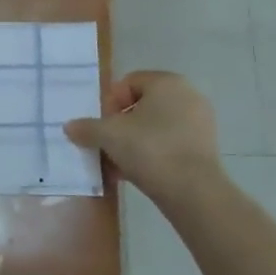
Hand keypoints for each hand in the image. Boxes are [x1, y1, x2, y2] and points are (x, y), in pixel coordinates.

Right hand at [64, 71, 223, 202]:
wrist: (193, 192)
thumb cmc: (150, 149)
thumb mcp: (109, 136)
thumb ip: (87, 128)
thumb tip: (69, 127)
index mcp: (167, 82)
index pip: (129, 82)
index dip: (110, 103)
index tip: (102, 126)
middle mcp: (187, 95)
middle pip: (142, 106)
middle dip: (121, 126)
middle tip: (107, 145)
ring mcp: (200, 123)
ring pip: (156, 127)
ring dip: (134, 142)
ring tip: (117, 165)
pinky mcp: (205, 148)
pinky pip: (170, 144)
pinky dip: (153, 155)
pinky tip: (136, 175)